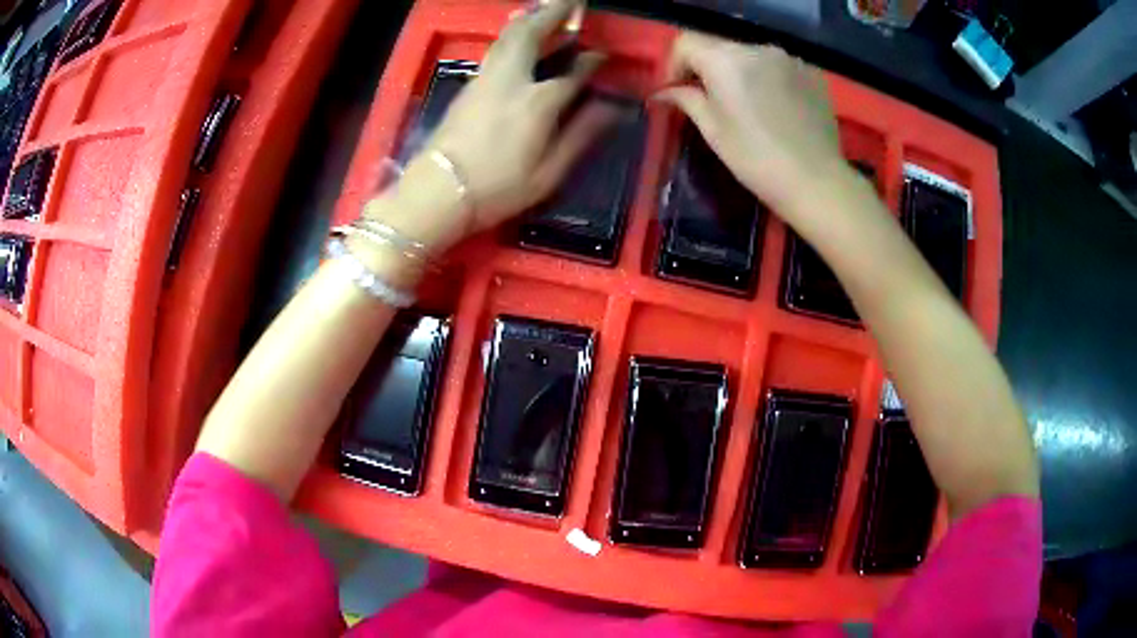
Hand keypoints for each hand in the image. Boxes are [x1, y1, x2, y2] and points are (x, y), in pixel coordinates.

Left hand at [387, 0, 613, 245]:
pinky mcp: (469, 85)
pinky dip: (512, 33)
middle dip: (553, 14)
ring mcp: (486, 78)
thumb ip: (580, 135)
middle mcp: (512, 79)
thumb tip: (610, 109)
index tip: (603, 54)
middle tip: (571, 3)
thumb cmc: (497, 188)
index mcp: (538, 102)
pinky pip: (496, 48)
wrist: (438, 191)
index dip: (591, 61)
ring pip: (509, 36)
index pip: (573, 72)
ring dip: (530, 18)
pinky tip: (518, 35)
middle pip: (533, 34)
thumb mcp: (548, 173)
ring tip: (545, 10)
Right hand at [656, 33, 859, 222]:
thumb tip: (664, 92)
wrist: (816, 180)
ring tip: (746, 104)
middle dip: (707, 67)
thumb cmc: (756, 159)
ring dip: (739, 72)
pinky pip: (777, 66)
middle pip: (719, 46)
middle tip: (708, 99)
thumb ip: (686, 99)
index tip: (676, 90)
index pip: (686, 42)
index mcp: (725, 60)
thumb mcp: (712, 130)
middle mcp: (756, 48)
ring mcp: (787, 58)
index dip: (674, 64)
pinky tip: (774, 107)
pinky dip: (767, 78)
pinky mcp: (809, 72)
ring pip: (749, 55)